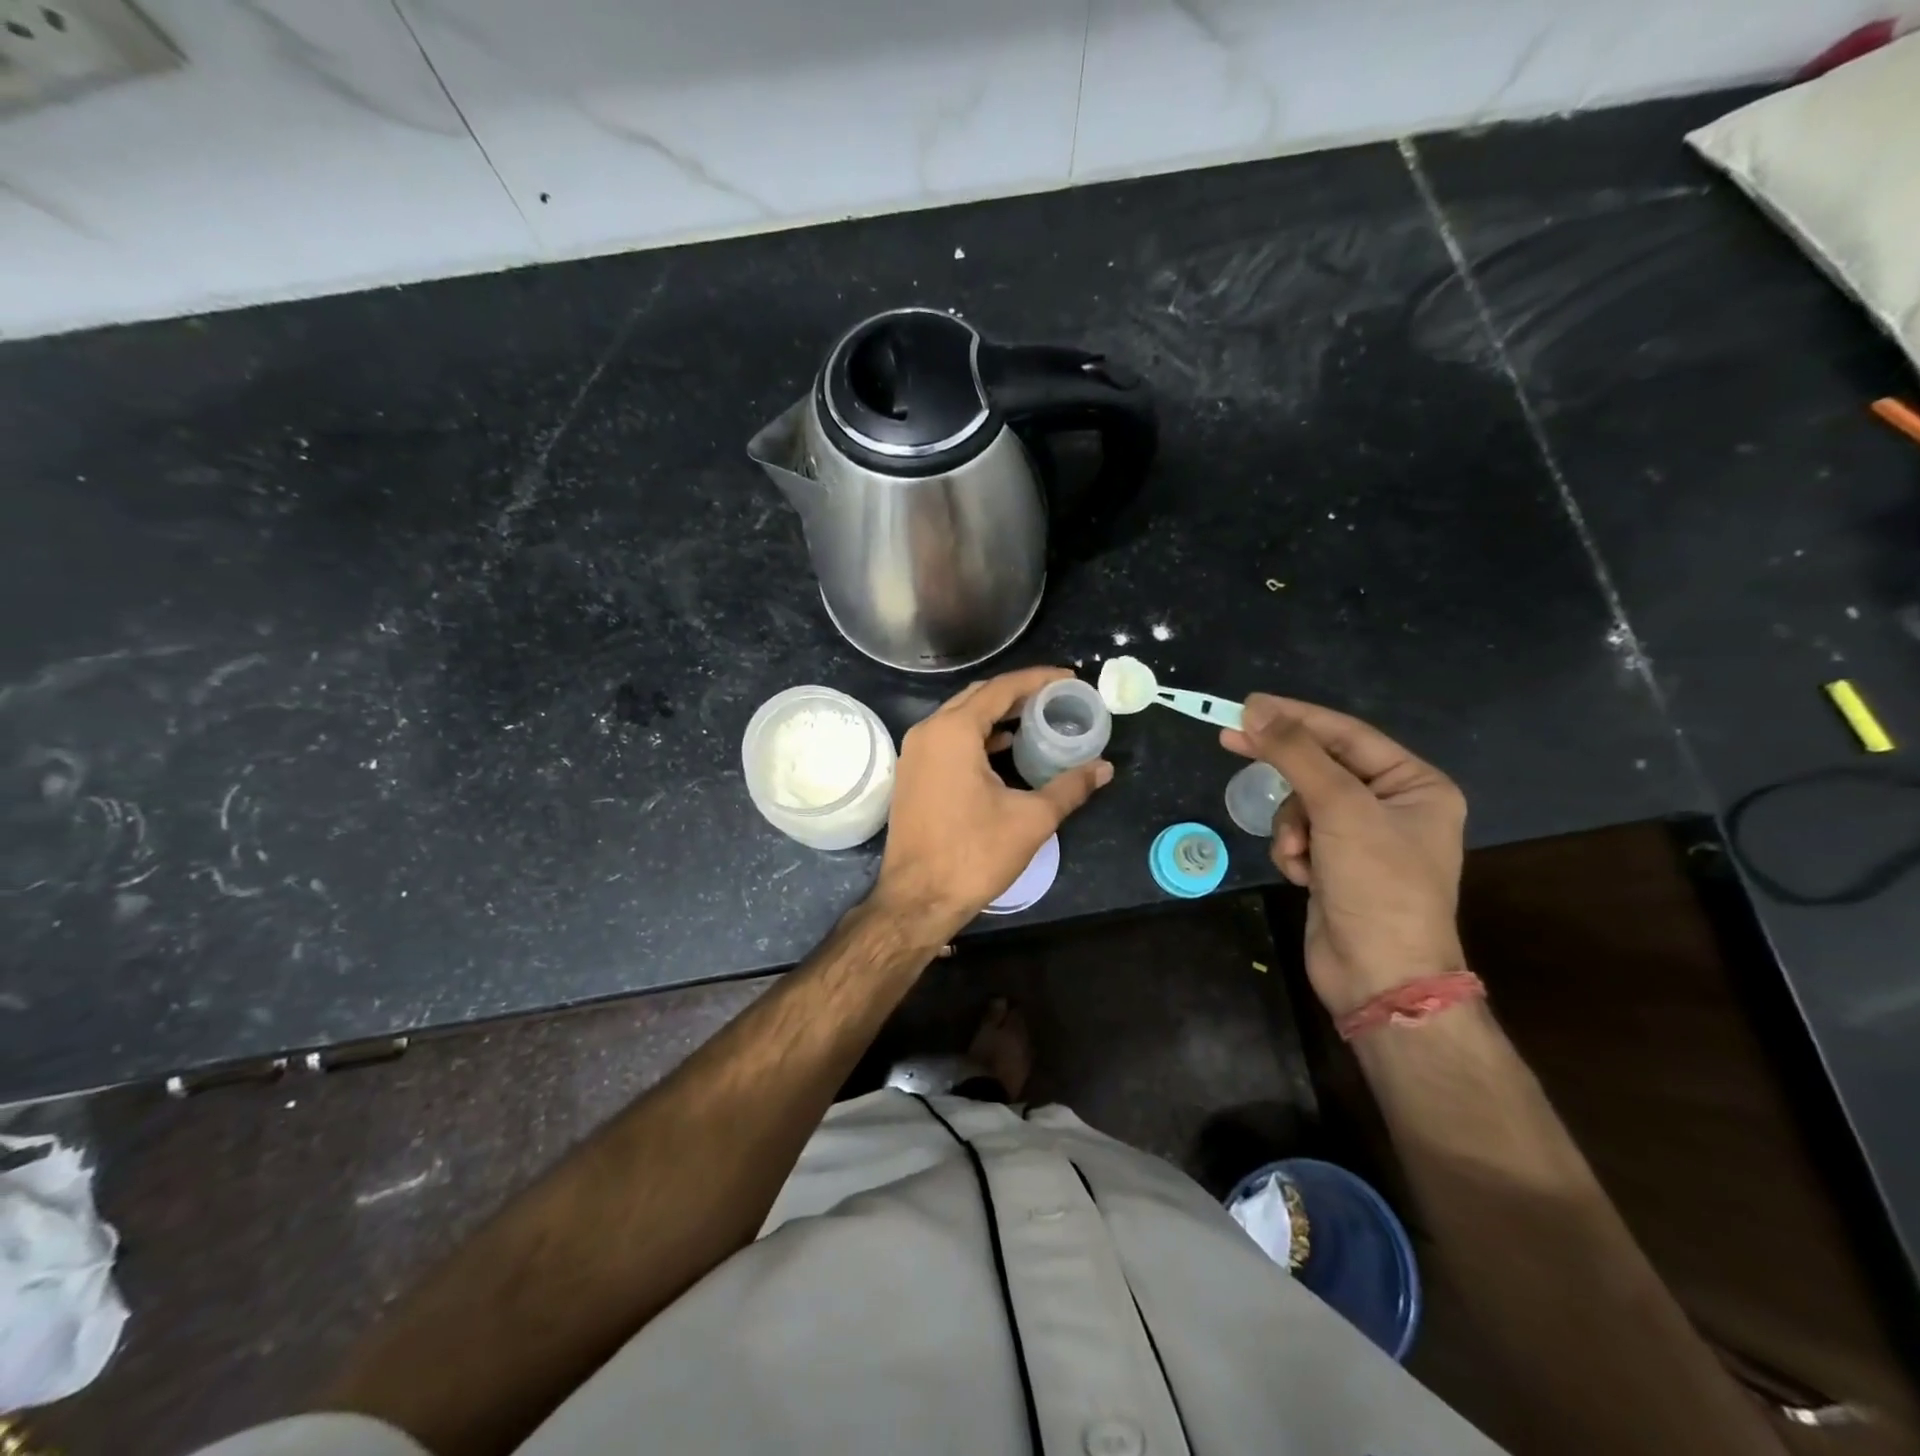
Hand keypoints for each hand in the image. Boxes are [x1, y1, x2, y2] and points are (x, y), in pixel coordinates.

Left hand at [876, 667, 1112, 938]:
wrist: (917, 900)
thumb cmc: (974, 855)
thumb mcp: (1031, 819)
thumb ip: (1070, 787)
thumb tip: (1104, 768)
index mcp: (953, 731)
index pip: (1001, 688)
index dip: (1038, 680)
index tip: (1070, 678)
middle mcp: (928, 732)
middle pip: (978, 696)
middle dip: (1018, 692)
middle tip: (1057, 697)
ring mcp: (914, 753)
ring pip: (960, 718)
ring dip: (997, 714)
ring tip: (1037, 718)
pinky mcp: (912, 775)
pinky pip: (948, 739)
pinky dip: (978, 736)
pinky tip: (1004, 747)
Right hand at [1221, 695, 1466, 1017]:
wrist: (1380, 976)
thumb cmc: (1377, 884)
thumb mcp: (1339, 808)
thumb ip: (1296, 754)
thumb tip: (1256, 708)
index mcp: (1415, 785)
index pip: (1347, 735)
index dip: (1295, 717)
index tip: (1247, 705)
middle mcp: (1393, 807)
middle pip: (1322, 768)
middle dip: (1285, 771)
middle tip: (1230, 739)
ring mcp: (1363, 839)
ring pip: (1303, 805)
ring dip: (1291, 826)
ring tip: (1298, 854)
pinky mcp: (1337, 866)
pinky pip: (1300, 836)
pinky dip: (1293, 851)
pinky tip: (1301, 875)